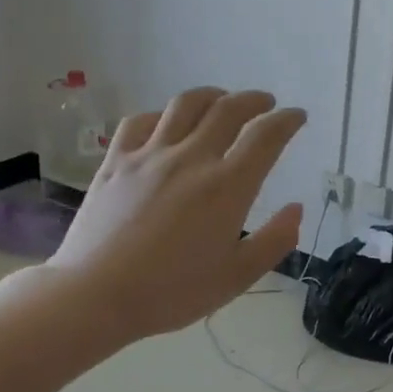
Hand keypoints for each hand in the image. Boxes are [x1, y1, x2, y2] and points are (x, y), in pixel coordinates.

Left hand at [46, 88, 305, 341]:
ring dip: (211, 96)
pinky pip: (140, 121)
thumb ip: (274, 241)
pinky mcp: (116, 161)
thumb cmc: (172, 292)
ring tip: (221, 100)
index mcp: (227, 187)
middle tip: (265, 103)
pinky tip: (165, 123)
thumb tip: (296, 209)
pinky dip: (162, 114)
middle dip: (254, 100)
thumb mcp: (236, 277)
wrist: (95, 295)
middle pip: (228, 110)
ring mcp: (149, 155)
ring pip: (185, 105)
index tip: (297, 116)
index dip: (287, 120)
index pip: (265, 137)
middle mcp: (192, 159)